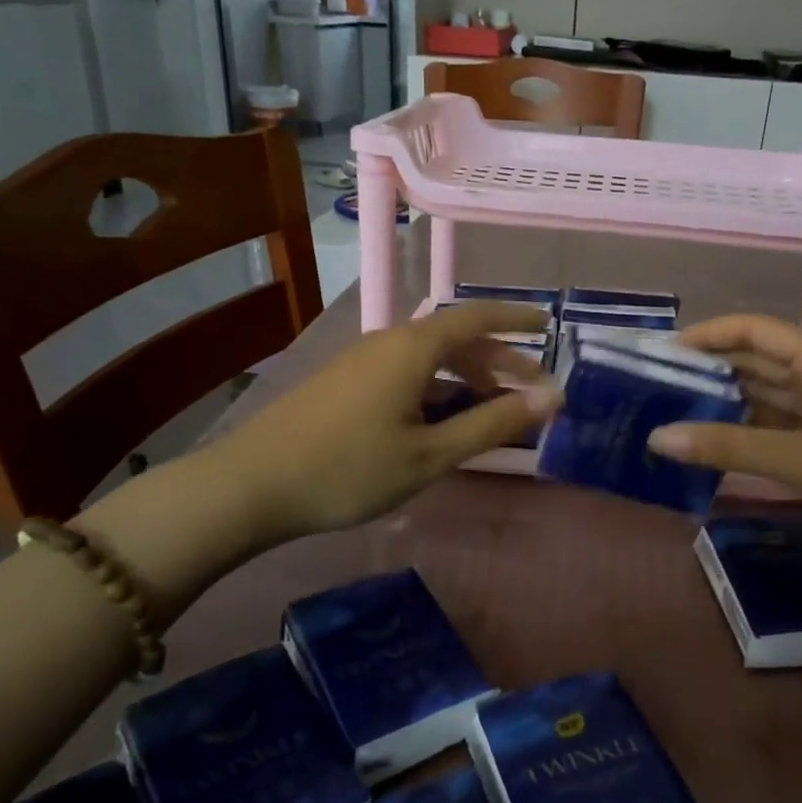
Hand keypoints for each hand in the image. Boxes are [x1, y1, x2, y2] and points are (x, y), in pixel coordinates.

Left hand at [221, 303, 562, 541]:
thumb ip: (491, 424)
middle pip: (455, 338)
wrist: (251, 484)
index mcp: (412, 348)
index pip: (476, 317)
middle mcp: (388, 342)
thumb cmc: (349, 469)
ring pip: (429, 357)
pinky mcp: (345, 383)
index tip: (549, 327)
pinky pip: (406, 372)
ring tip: (493, 407)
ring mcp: (362, 362)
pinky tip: (441, 419)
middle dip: (498, 358)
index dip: (516, 319)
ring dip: (467, 376)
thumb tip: (550, 398)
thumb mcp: (429, 454)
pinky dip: (437, 387)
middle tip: (533, 387)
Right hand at [646, 314, 801, 540]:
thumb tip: (658, 438)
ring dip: (728, 404)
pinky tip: (718, 448)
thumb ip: (729, 447)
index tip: (662, 352)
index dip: (708, 334)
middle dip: (711, 371)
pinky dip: (750, 435)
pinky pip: (781, 430)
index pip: (753, 330)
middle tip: (658, 387)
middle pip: (758, 362)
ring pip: (769, 398)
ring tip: (676, 414)